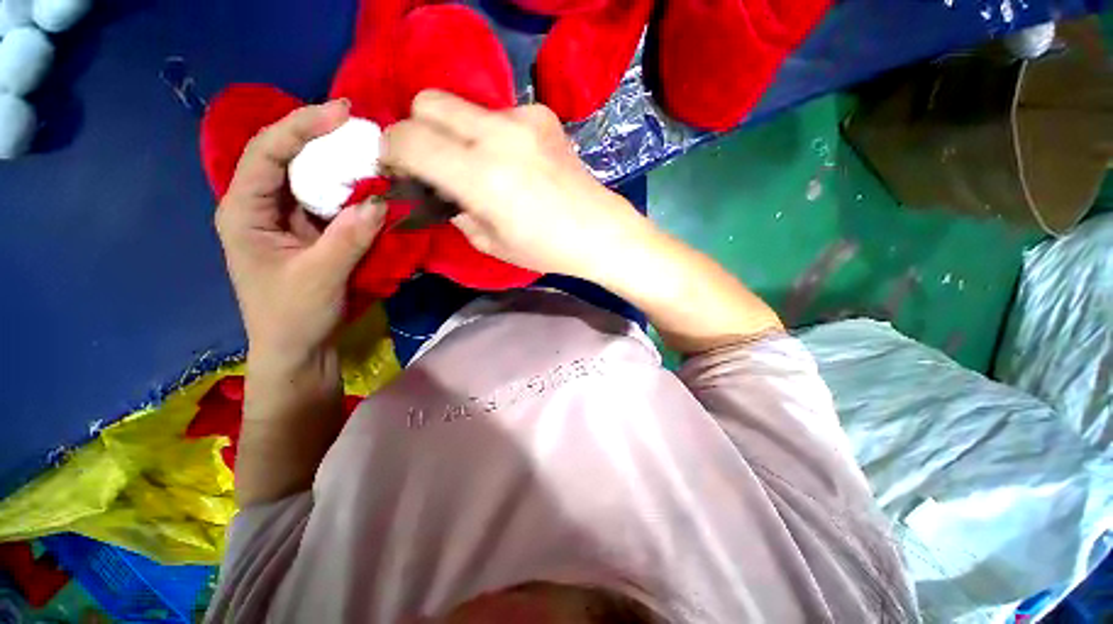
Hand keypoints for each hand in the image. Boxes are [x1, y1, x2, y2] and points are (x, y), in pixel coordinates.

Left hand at [215, 99, 385, 366]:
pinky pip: (329, 204)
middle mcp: (261, 207)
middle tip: (362, 132)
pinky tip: (371, 191)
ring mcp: (286, 220)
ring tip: (371, 156)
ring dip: (340, 168)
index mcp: (244, 212)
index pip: (266, 153)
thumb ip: (348, 239)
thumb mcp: (319, 278)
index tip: (342, 114)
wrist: (298, 350)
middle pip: (287, 158)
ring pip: (310, 181)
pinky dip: (350, 195)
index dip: (301, 127)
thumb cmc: (294, 317)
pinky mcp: (309, 234)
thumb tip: (380, 203)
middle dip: (322, 140)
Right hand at [380, 90, 649, 282]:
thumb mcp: (490, 243)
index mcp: (480, 177)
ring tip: (482, 167)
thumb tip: (440, 190)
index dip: (392, 150)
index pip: (408, 138)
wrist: (600, 231)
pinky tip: (515, 162)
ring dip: (458, 134)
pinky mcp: (544, 116)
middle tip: (435, 163)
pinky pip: (498, 115)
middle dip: (419, 130)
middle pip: (429, 102)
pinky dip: (492, 135)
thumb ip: (455, 210)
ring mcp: (524, 120)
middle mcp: (497, 136)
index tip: (399, 167)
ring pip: (464, 107)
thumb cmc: (546, 248)